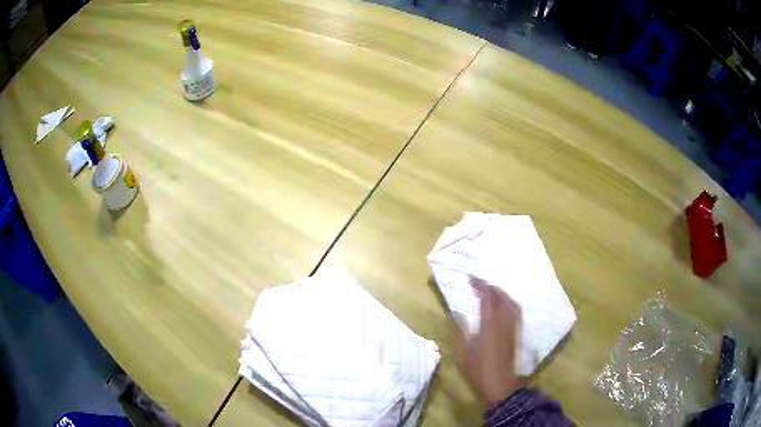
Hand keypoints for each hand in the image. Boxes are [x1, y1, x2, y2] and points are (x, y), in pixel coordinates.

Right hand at [453, 277, 525, 404]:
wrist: (500, 385)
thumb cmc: (478, 371)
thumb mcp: (462, 353)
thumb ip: (460, 331)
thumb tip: (457, 314)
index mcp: (489, 325)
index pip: (487, 297)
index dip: (480, 285)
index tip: (470, 278)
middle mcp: (504, 322)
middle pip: (501, 297)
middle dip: (491, 286)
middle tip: (479, 283)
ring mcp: (512, 328)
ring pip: (511, 303)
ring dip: (501, 293)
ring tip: (491, 291)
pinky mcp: (516, 334)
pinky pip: (515, 311)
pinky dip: (508, 302)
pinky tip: (503, 306)